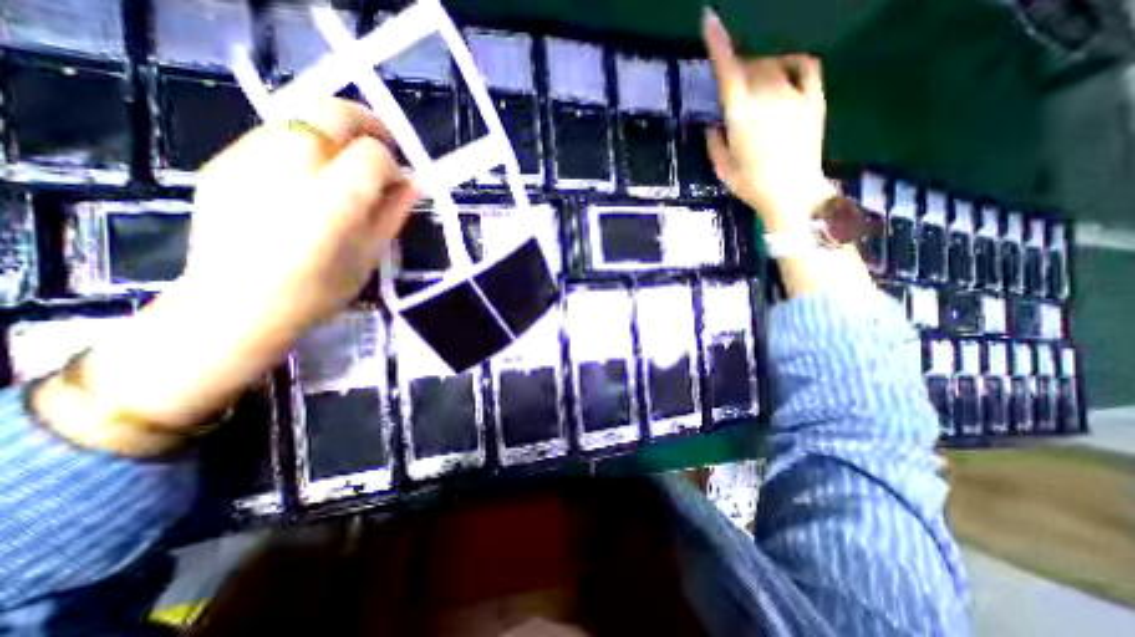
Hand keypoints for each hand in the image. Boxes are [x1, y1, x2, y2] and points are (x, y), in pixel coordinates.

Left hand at [190, 100, 419, 327]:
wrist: (236, 306)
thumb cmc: (319, 290)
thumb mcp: (370, 254)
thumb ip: (393, 213)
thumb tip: (414, 183)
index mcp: (333, 201)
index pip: (372, 154)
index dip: (392, 164)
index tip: (395, 183)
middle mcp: (289, 168)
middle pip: (332, 111)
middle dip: (365, 123)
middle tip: (379, 147)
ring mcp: (248, 159)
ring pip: (301, 116)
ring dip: (333, 134)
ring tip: (342, 167)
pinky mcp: (223, 161)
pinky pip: (275, 135)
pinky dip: (303, 145)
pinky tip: (306, 179)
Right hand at [706, 7, 834, 233]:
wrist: (793, 195)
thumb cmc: (752, 186)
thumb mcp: (723, 169)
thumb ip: (714, 144)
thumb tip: (712, 126)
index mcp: (740, 117)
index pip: (727, 73)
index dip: (717, 44)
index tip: (709, 20)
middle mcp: (767, 98)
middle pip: (750, 66)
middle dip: (739, 70)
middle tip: (733, 88)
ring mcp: (794, 96)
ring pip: (773, 65)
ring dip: (760, 70)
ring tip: (754, 87)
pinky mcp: (814, 99)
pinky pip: (805, 66)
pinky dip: (792, 62)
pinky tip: (784, 69)